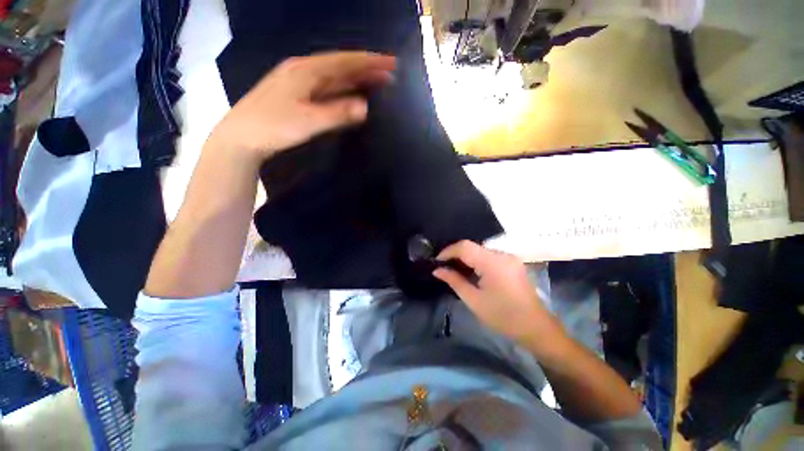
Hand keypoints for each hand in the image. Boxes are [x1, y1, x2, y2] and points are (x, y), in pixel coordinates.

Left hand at [207, 51, 395, 163]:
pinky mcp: (296, 94)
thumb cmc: (273, 127)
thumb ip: (338, 113)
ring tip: (376, 80)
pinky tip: (350, 92)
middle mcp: (303, 70)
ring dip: (355, 78)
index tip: (390, 63)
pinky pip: (325, 86)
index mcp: (306, 71)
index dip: (368, 61)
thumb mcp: (309, 121)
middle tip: (389, 72)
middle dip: (365, 68)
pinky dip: (342, 88)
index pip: (344, 62)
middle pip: (340, 66)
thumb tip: (365, 107)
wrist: (241, 137)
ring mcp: (298, 81)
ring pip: (333, 76)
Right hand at [433, 241, 563, 345]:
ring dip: (465, 257)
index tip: (436, 261)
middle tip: (443, 266)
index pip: (464, 246)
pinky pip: (488, 256)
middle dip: (455, 254)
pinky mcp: (512, 263)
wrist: (536, 328)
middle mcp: (502, 254)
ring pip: (480, 250)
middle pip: (472, 246)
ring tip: (454, 269)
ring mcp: (509, 257)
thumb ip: (454, 281)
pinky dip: (476, 261)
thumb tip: (437, 270)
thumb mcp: (474, 300)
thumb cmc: (503, 316)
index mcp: (492, 262)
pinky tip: (470, 272)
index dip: (448, 251)